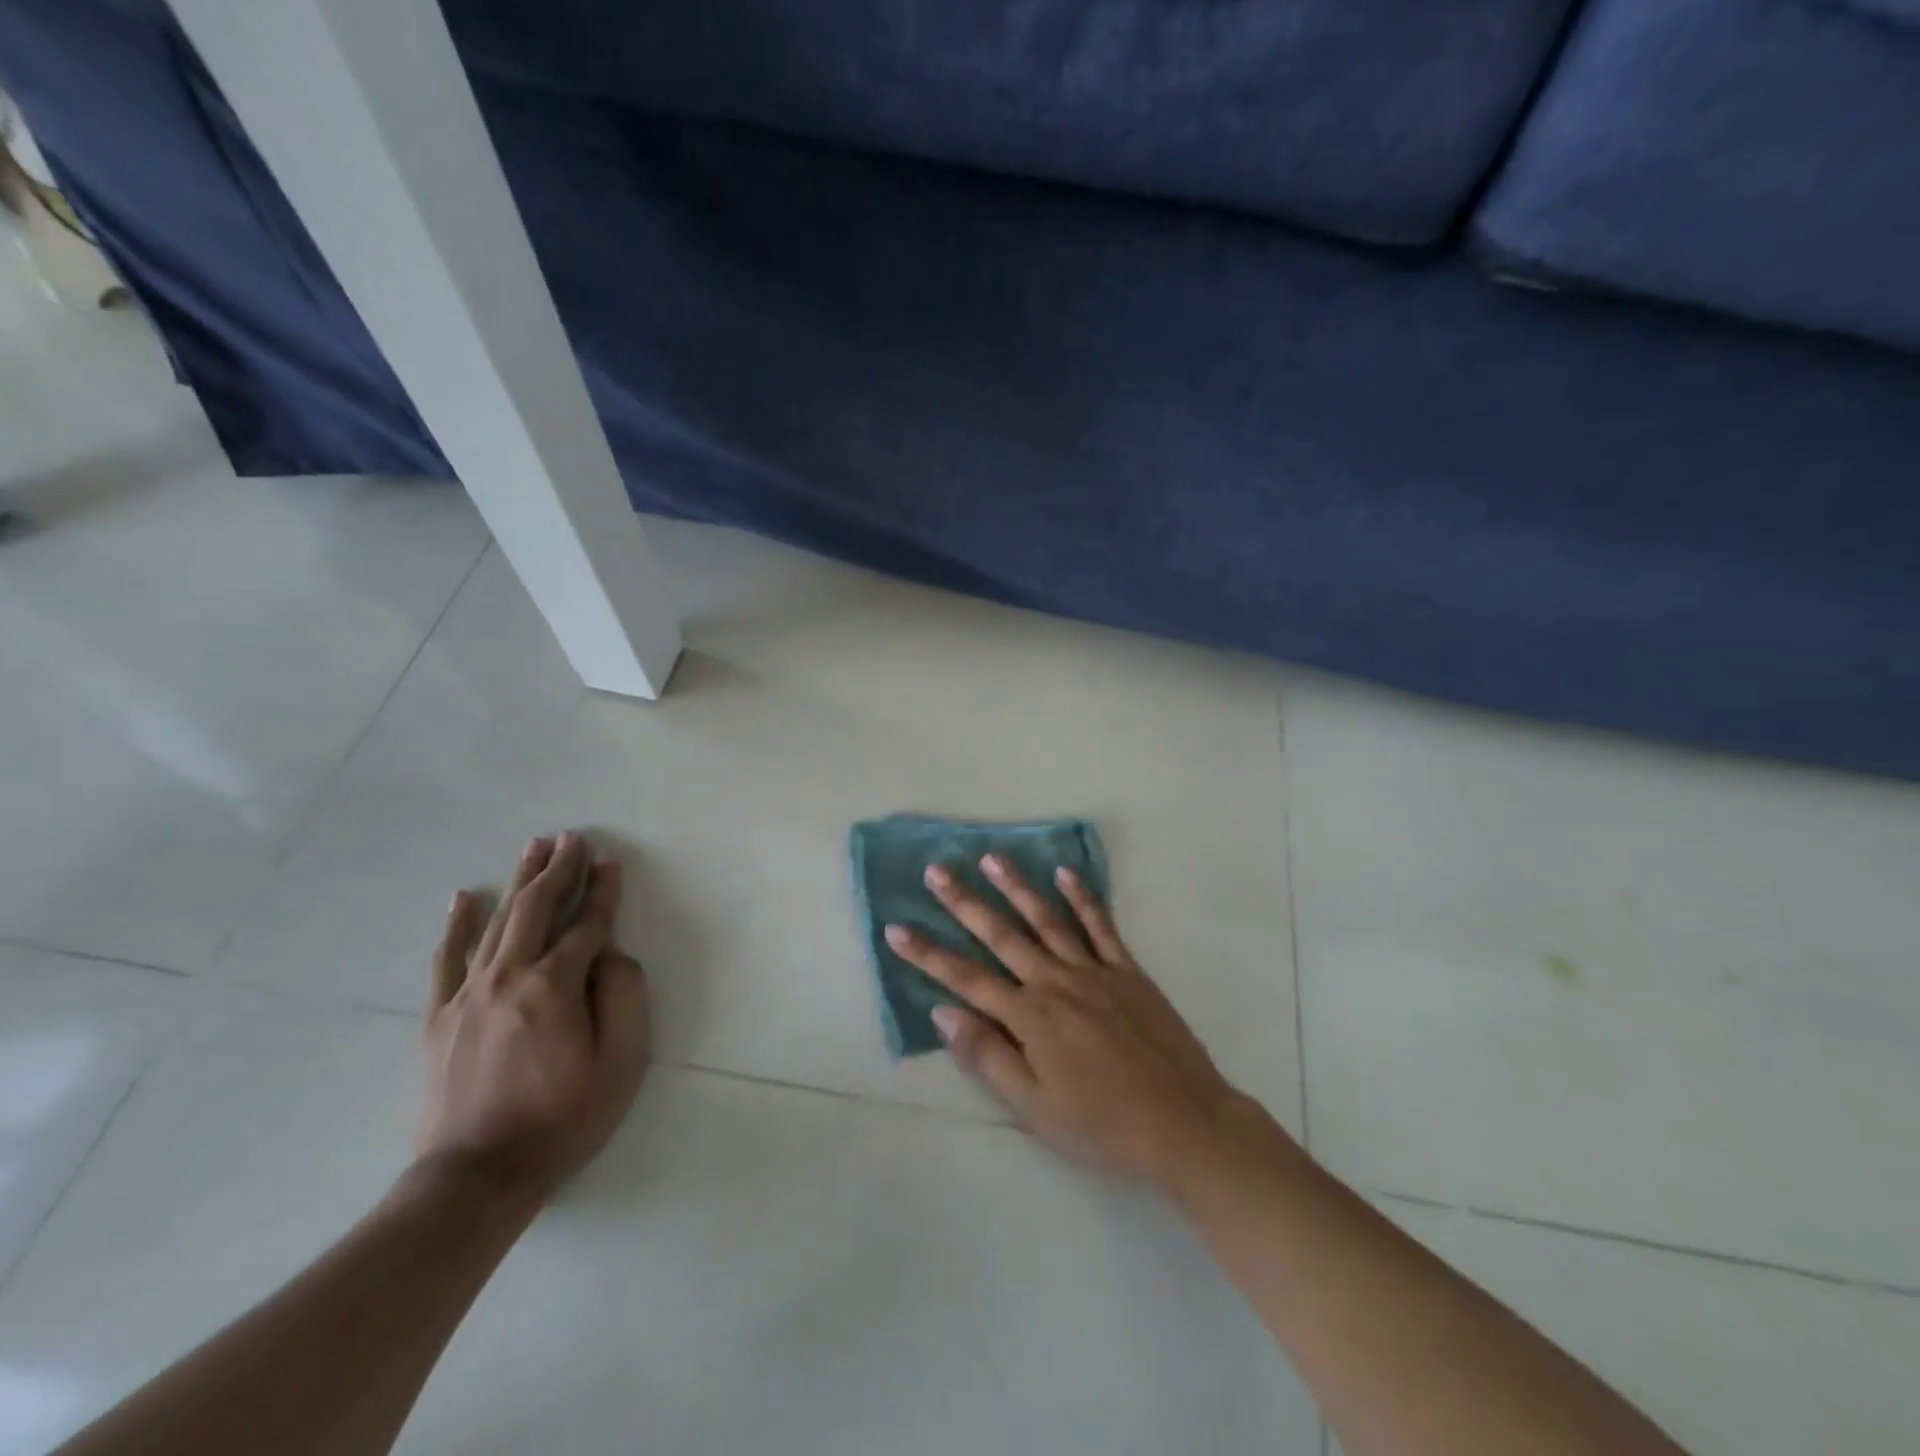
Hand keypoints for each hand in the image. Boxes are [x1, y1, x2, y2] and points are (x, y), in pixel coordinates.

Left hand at [416, 832, 651, 1207]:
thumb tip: (611, 954)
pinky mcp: (440, 1016)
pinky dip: (456, 924)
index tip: (611, 861)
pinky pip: (447, 958)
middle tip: (573, 837)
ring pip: (497, 921)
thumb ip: (623, 996)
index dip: (603, 891)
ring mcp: (468, 994)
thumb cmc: (563, 1118)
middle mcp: (509, 977)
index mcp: (555, 986)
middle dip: (559, 869)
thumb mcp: (621, 1062)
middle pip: (537, 908)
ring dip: (519, 880)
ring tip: (535, 848)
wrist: (476, 1177)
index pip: (587, 924)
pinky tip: (464, 896)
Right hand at [885, 857, 1256, 1190]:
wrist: (1185, 1123)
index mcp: (1029, 1018)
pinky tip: (1065, 873)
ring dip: (1017, 886)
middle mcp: (1055, 983)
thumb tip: (943, 1013)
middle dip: (964, 902)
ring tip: (991, 857)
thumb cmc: (1103, 1126)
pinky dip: (1082, 898)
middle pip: (1001, 935)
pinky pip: (1101, 926)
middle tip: (937, 871)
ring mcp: (1094, 972)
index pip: (965, 979)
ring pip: (1047, 919)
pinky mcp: (1127, 971)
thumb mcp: (1035, 1108)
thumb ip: (988, 1056)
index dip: (928, 954)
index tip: (896, 928)